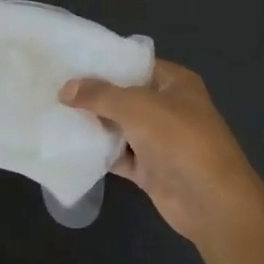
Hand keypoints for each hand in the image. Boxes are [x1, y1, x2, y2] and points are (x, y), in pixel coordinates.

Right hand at [61, 60, 263, 249]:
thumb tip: (65, 88)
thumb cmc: (179, 140)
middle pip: (123, 95)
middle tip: (52, 88)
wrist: (211, 201)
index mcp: (174, 83)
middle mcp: (167, 107)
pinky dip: (99, 152)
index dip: (104, 63)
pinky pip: (118, 155)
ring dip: (92, 124)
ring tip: (52, 113)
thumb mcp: (137, 107)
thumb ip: (99, 95)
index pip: (134, 63)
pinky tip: (69, 146)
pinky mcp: (149, 168)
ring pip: (119, 126)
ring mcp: (159, 140)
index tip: (68, 62)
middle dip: (92, 94)